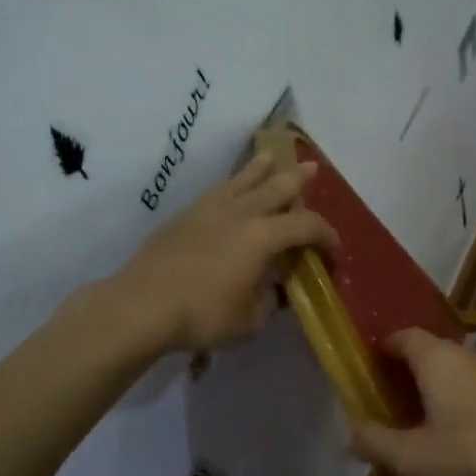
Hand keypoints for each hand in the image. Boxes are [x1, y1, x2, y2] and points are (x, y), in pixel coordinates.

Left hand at [114, 153, 337, 353]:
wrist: (140, 306)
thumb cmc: (203, 315)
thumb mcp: (251, 320)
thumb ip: (269, 301)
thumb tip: (273, 291)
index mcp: (262, 236)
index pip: (305, 227)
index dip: (327, 236)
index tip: (335, 252)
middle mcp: (239, 214)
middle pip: (275, 188)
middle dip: (297, 179)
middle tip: (311, 168)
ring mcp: (208, 211)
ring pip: (241, 180)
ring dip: (260, 168)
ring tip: (270, 156)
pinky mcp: (183, 218)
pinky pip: (217, 191)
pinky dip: (231, 185)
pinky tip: (230, 189)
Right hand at [347, 329, 475, 475]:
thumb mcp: (415, 458)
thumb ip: (376, 442)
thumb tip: (349, 430)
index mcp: (437, 359)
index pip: (403, 336)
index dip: (382, 350)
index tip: (369, 372)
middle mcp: (467, 354)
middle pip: (429, 351)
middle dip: (407, 372)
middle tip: (391, 402)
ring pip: (456, 369)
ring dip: (436, 387)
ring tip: (424, 420)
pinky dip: (461, 398)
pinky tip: (463, 431)